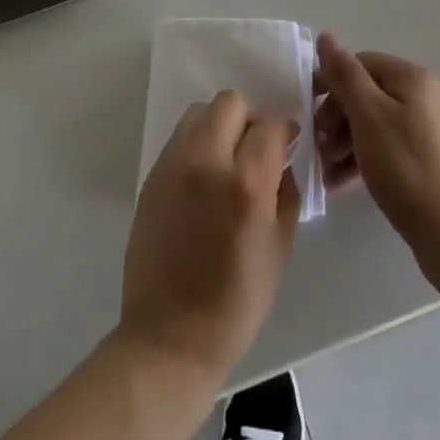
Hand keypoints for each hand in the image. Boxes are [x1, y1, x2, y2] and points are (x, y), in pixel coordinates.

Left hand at [119, 90, 299, 382]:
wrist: (169, 337)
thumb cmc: (235, 302)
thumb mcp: (279, 248)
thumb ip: (285, 191)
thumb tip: (283, 157)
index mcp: (245, 184)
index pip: (269, 126)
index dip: (283, 132)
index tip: (286, 145)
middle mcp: (206, 161)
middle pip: (230, 103)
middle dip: (249, 119)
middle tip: (255, 149)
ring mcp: (173, 165)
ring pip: (200, 112)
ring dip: (219, 125)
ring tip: (226, 160)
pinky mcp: (152, 176)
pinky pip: (180, 138)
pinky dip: (197, 144)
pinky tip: (203, 179)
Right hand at [314, 33, 439, 256]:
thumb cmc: (405, 166)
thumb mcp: (367, 114)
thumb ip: (344, 74)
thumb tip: (326, 35)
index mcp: (413, 78)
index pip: (361, 63)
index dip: (331, 82)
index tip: (308, 111)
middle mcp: (427, 96)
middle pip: (370, 94)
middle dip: (337, 117)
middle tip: (317, 145)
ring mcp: (434, 131)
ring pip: (378, 124)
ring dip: (347, 141)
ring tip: (325, 169)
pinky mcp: (434, 162)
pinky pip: (391, 148)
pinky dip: (366, 159)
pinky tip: (343, 182)